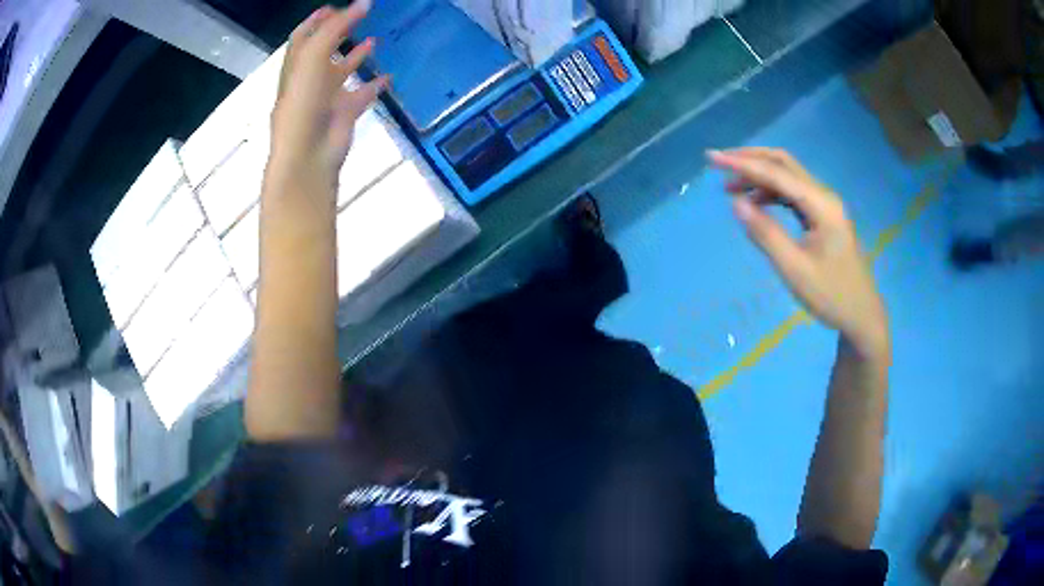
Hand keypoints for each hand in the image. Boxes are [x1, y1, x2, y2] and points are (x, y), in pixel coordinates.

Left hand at [266, 1, 388, 197]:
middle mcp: (310, 80)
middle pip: (323, 50)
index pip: (303, 37)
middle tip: (358, 16)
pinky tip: (389, 76)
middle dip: (338, 32)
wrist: (308, 154)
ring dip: (356, 55)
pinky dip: (375, 85)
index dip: (315, 21)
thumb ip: (335, 28)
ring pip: (343, 71)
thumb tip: (363, 3)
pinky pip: (362, 94)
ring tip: (373, 40)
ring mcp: (327, 97)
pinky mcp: (344, 113)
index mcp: (296, 67)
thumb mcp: (313, 57)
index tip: (332, 6)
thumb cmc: (303, 102)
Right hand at [709, 148, 888, 359]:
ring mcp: (825, 205)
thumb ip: (766, 234)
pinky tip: (755, 202)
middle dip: (750, 159)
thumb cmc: (831, 296)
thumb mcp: (795, 270)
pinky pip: (793, 193)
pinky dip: (771, 191)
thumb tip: (736, 203)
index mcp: (821, 205)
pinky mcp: (823, 216)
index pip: (777, 174)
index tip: (712, 158)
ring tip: (730, 187)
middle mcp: (824, 196)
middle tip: (719, 163)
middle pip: (784, 163)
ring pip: (788, 177)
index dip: (743, 164)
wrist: (862, 315)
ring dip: (759, 175)